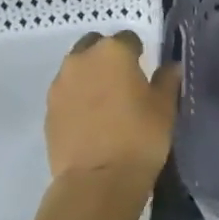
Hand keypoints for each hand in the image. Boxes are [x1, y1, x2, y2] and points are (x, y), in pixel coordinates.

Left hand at [44, 31, 180, 183]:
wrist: (97, 181)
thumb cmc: (139, 136)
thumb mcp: (165, 106)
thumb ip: (167, 80)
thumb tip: (170, 67)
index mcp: (113, 52)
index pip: (128, 39)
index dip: (138, 52)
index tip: (145, 69)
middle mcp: (81, 60)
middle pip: (95, 46)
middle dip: (107, 57)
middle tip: (124, 81)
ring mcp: (60, 85)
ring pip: (77, 69)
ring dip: (90, 76)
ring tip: (106, 101)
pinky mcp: (48, 111)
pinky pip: (66, 93)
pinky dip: (78, 98)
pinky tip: (91, 119)